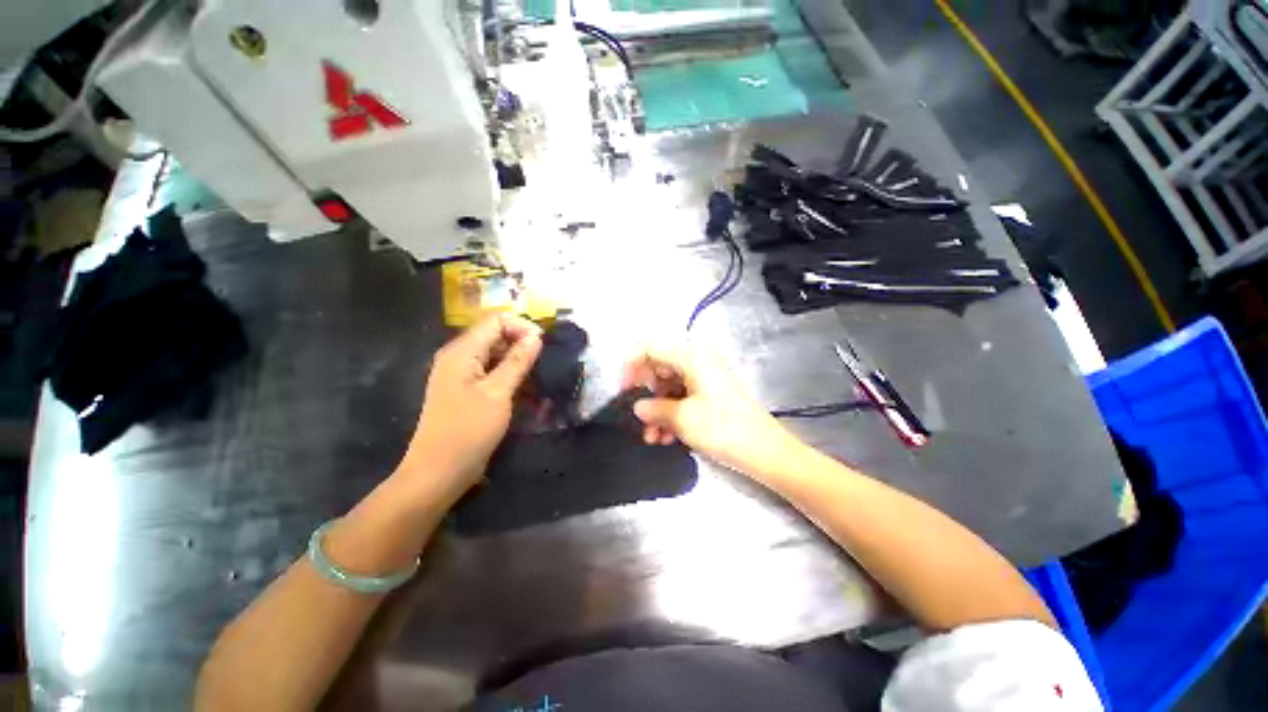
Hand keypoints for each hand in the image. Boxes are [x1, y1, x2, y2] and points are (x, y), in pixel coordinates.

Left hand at [397, 313, 542, 499]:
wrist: (439, 472)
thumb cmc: (468, 430)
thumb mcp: (498, 393)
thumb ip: (517, 361)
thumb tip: (536, 336)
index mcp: (462, 351)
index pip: (496, 320)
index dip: (522, 327)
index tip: (543, 346)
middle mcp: (459, 356)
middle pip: (495, 334)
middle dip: (522, 343)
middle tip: (543, 362)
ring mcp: (462, 373)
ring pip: (496, 353)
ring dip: (518, 360)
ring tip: (537, 375)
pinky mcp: (467, 389)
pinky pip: (492, 370)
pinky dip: (510, 374)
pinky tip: (524, 388)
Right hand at [621, 344, 805, 479]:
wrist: (765, 451)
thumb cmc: (723, 428)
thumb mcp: (682, 418)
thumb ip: (654, 408)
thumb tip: (638, 407)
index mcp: (691, 356)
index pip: (650, 347)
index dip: (632, 366)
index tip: (623, 390)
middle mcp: (697, 361)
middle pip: (658, 367)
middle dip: (645, 393)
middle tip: (638, 417)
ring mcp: (704, 378)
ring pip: (668, 386)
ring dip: (657, 410)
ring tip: (651, 437)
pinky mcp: (710, 394)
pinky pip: (681, 397)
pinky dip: (670, 414)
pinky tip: (665, 437)